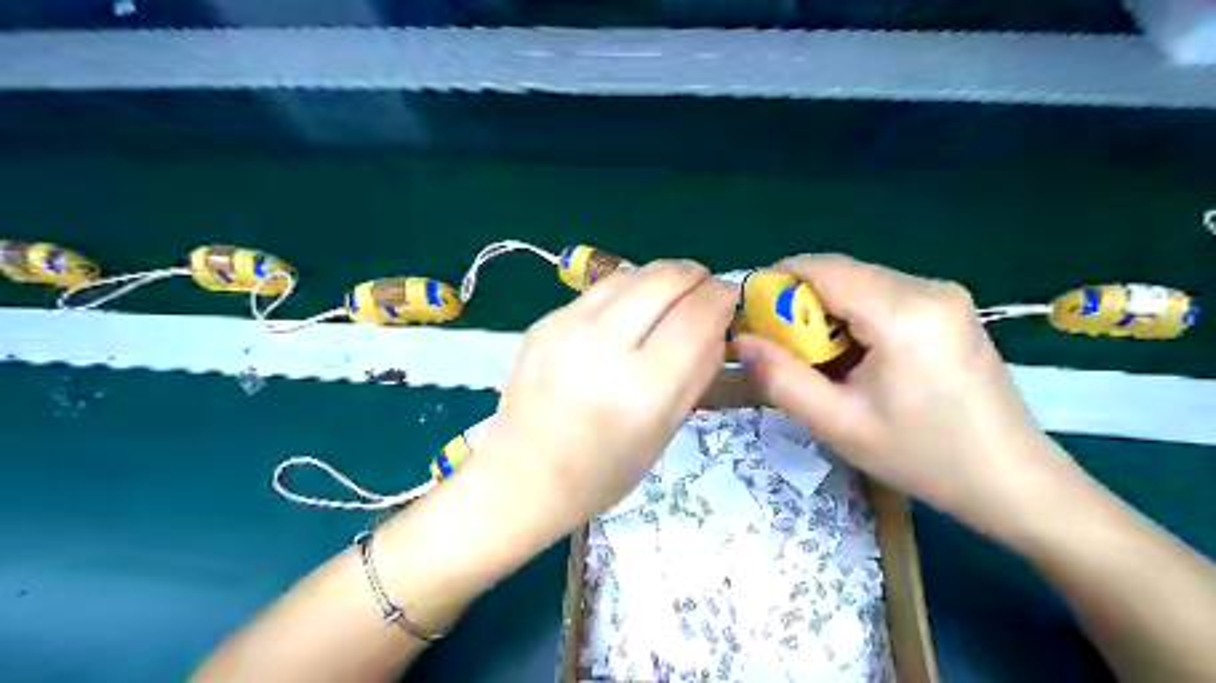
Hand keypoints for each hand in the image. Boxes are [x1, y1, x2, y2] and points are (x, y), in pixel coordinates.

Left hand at [481, 261, 736, 533]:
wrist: (522, 477)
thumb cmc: (603, 472)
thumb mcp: (665, 429)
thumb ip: (698, 370)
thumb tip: (717, 321)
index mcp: (642, 388)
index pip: (698, 313)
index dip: (722, 296)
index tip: (729, 298)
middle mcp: (602, 346)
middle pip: (665, 278)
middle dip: (695, 276)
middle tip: (702, 292)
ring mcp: (565, 327)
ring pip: (631, 274)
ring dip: (661, 278)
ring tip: (669, 297)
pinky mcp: (543, 321)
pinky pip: (599, 290)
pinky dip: (627, 292)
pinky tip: (628, 313)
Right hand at [731, 253, 1072, 535]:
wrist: (1012, 479)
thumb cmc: (923, 457)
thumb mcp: (839, 424)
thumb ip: (781, 378)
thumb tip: (740, 340)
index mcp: (903, 313)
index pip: (822, 269)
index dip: (776, 282)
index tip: (751, 316)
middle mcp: (927, 287)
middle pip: (840, 272)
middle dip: (799, 301)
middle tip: (780, 347)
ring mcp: (944, 293)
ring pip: (859, 282)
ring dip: (825, 310)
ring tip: (817, 359)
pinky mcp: (949, 306)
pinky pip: (882, 294)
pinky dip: (853, 315)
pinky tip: (854, 356)